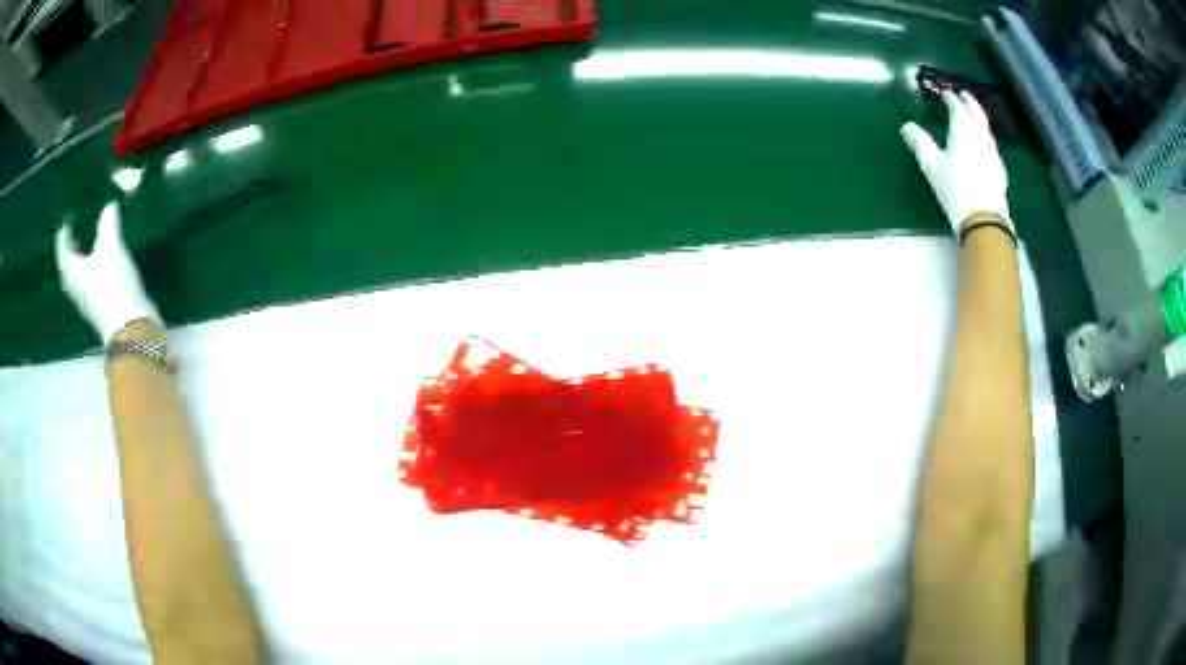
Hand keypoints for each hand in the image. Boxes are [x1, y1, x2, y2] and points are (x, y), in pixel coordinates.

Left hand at [55, 202, 159, 342]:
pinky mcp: (100, 309)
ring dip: (80, 264)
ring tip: (86, 249)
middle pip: (68, 268)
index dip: (63, 236)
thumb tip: (109, 204)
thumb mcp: (111, 246)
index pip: (63, 252)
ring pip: (78, 279)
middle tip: (74, 234)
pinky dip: (91, 274)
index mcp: (73, 272)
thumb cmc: (113, 283)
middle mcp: (76, 288)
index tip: (66, 222)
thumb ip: (108, 224)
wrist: (130, 325)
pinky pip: (90, 286)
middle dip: (71, 251)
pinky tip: (100, 267)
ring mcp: (87, 302)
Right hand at [901, 90, 1010, 233]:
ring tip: (973, 119)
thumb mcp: (932, 165)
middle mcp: (981, 137)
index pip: (958, 107)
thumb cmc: (955, 188)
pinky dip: (985, 139)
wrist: (984, 218)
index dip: (951, 99)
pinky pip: (991, 147)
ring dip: (979, 120)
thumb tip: (907, 127)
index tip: (946, 94)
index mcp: (963, 130)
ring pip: (986, 130)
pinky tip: (982, 148)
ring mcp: (993, 154)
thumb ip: (920, 143)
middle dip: (970, 102)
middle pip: (977, 114)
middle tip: (964, 95)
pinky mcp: (999, 170)